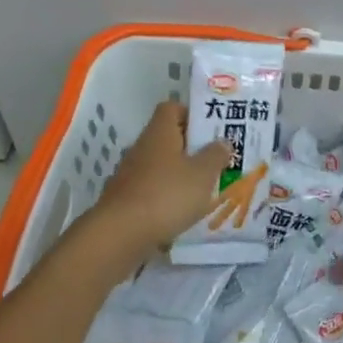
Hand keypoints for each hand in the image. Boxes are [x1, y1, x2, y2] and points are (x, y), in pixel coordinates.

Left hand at [84, 102, 229, 258]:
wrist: (119, 235)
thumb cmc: (167, 195)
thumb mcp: (203, 174)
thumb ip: (215, 155)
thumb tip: (222, 142)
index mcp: (160, 132)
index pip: (172, 108)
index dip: (192, 114)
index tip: (211, 129)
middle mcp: (142, 147)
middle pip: (168, 138)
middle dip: (191, 148)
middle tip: (216, 160)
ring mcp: (130, 175)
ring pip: (160, 166)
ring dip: (180, 175)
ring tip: (204, 190)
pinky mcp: (124, 200)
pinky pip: (151, 190)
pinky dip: (166, 198)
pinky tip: (182, 213)